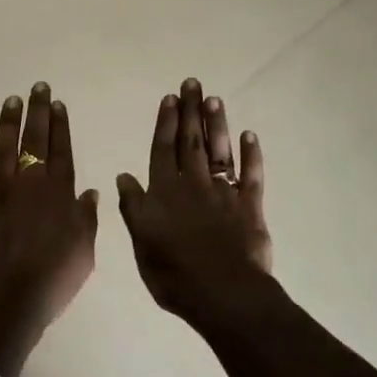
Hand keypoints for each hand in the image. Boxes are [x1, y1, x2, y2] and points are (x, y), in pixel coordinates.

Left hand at [0, 84, 99, 376]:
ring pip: (3, 148)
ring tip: (11, 100)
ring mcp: (0, 193)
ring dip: (8, 122)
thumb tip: (89, 192)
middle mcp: (30, 185)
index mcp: (59, 195)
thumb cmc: (52, 282)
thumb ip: (87, 220)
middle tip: (37, 87)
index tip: (57, 103)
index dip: (59, 125)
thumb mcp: (84, 254)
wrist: (4, 302)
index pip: (61, 151)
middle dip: (37, 112)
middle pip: (34, 140)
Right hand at [116, 78, 273, 327]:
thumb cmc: (174, 273)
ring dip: (217, 124)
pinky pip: (251, 175)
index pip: (163, 149)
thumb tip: (124, 175)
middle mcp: (193, 184)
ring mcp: (224, 193)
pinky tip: (249, 135)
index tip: (169, 97)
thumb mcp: (141, 242)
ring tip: (214, 99)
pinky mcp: (249, 207)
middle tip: (193, 82)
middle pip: (191, 141)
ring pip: (220, 151)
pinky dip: (251, 154)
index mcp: (165, 192)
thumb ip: (133, 206)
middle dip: (191, 111)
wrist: (223, 294)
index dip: (165, 123)